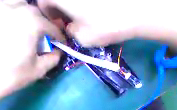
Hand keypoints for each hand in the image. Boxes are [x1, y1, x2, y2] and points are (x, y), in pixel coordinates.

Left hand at [0, 0, 62, 109]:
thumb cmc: (11, 75)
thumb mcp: (39, 70)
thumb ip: (53, 58)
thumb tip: (58, 52)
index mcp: (29, 22)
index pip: (51, 26)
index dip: (59, 36)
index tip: (63, 44)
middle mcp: (13, 8)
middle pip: (36, 11)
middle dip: (45, 23)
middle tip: (47, 36)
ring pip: (18, 3)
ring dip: (28, 14)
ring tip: (30, 27)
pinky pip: (3, 6)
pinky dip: (13, 12)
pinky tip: (13, 25)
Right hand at [38, 0, 176, 46]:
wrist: (135, 10)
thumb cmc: (105, 25)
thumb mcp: (83, 38)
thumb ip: (70, 33)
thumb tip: (68, 28)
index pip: (42, 2)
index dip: (48, 16)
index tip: (59, 25)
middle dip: (59, 10)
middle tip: (70, 22)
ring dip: (71, 6)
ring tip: (82, 17)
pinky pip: (83, 0)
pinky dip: (82, 3)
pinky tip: (92, 9)